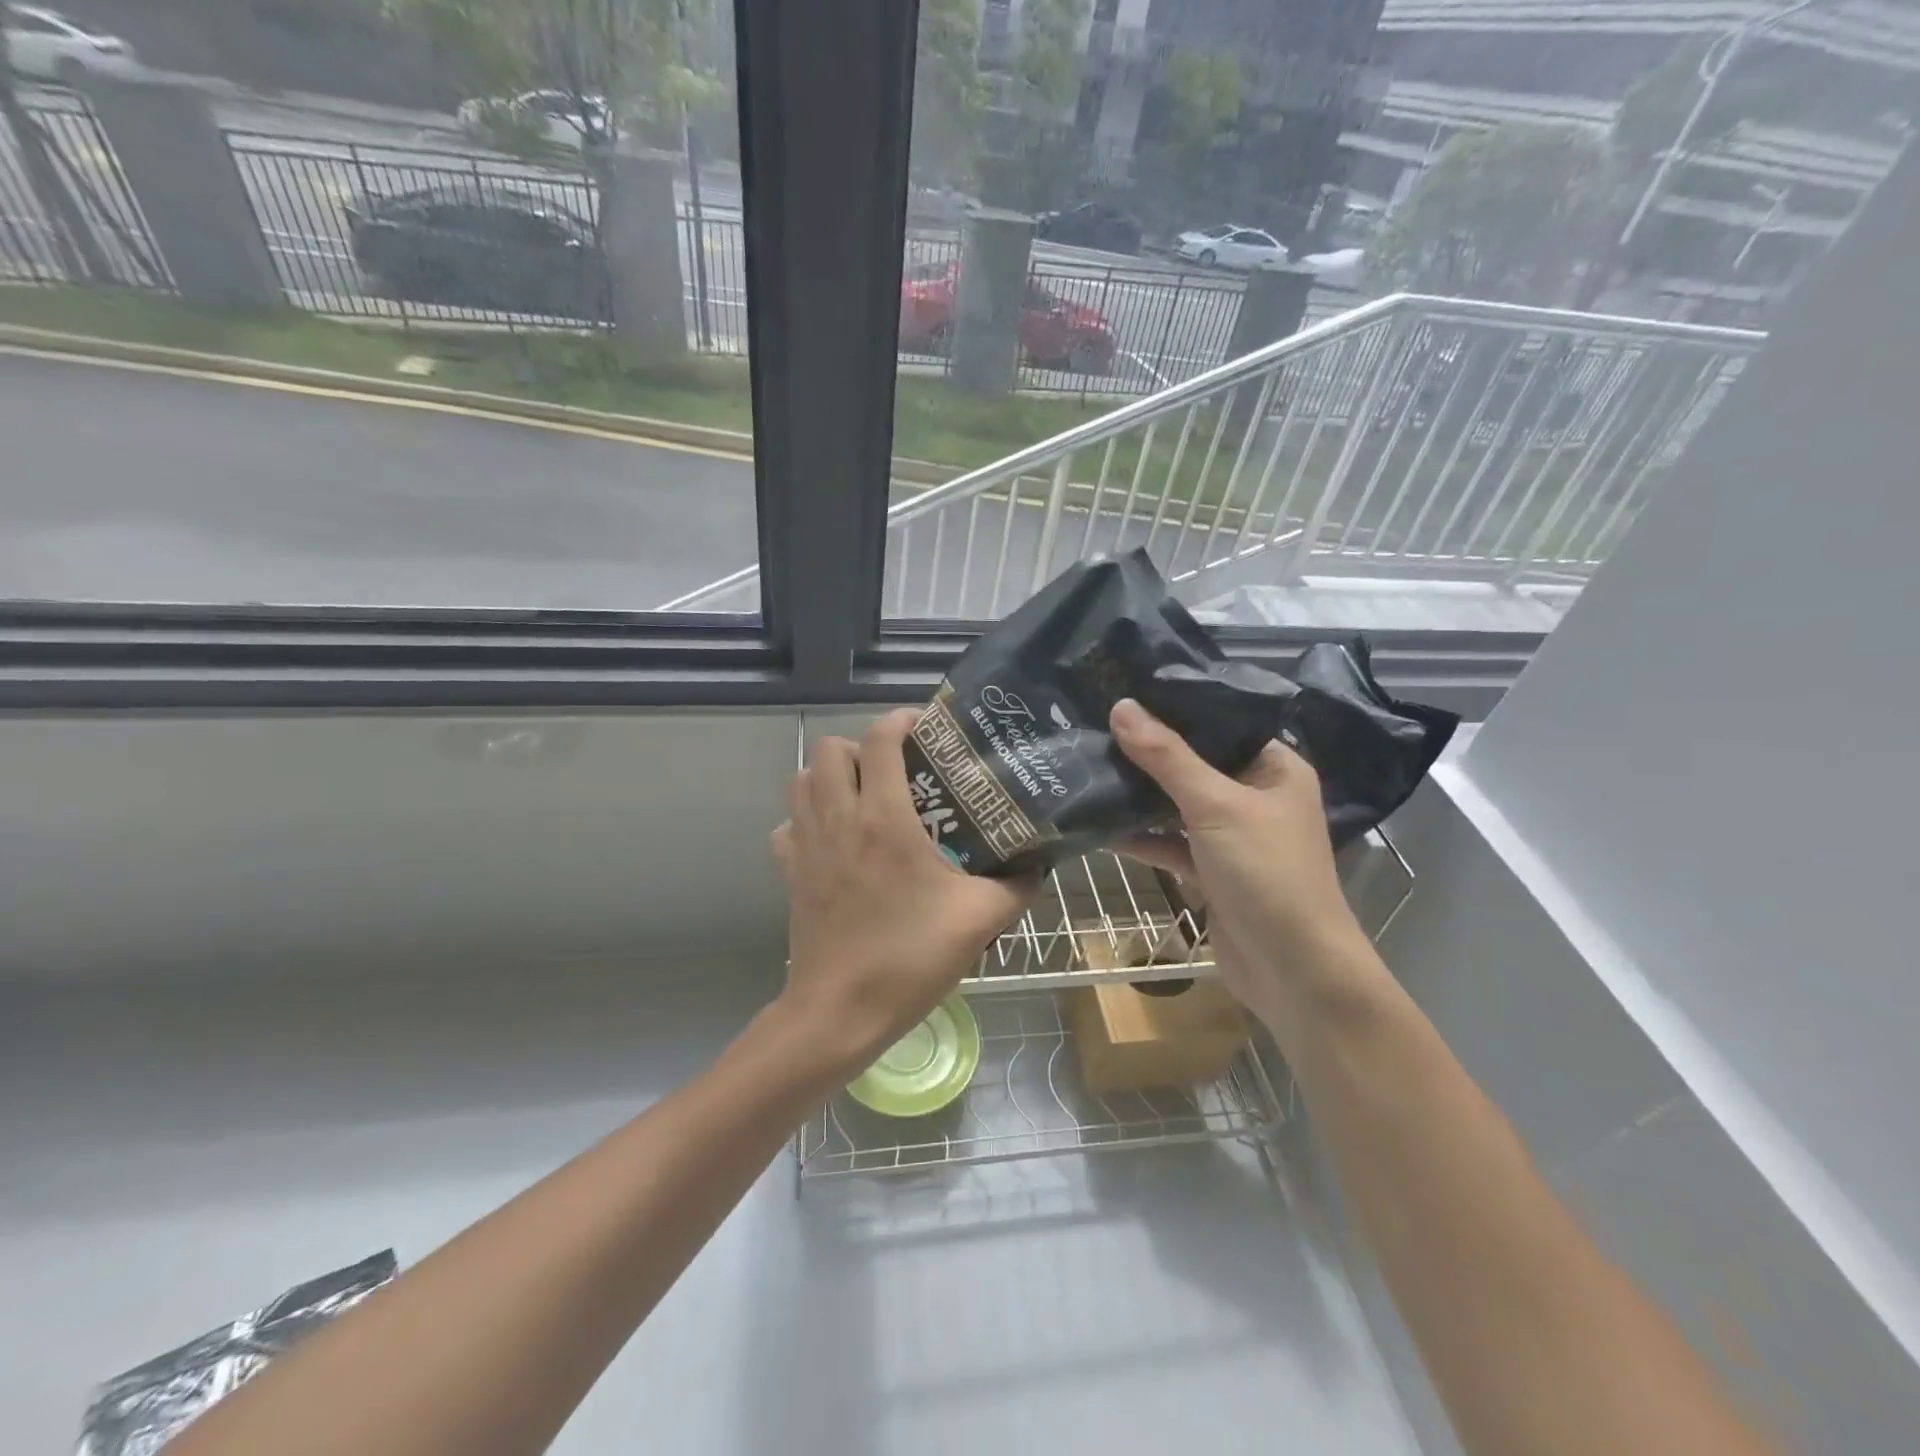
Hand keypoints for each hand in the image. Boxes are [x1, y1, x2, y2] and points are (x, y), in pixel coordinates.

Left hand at [772, 709, 1031, 1077]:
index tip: (925, 727)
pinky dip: (807, 817)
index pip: (879, 739)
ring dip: (830, 776)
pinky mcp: (790, 873)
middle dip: (861, 746)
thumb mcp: (979, 920)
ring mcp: (807, 844)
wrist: (839, 1012)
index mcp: (884, 817)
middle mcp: (839, 818)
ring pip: (802, 780)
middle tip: (897, 768)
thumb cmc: (909, 958)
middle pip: (829, 748)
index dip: (900, 720)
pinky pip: (789, 824)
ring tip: (865, 795)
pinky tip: (835, 839)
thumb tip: (1040, 865)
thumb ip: (1016, 886)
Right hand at [1109, 697, 1369, 1030]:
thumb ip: (1167, 757)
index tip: (1123, 690)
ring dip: (1139, 795)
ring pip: (1177, 804)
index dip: (1175, 707)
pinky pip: (1170, 843)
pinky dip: (1141, 836)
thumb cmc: (1266, 873)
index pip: (1220, 723)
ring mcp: (1231, 836)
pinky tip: (1099, 825)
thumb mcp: (1215, 806)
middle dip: (1147, 752)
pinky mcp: (1211, 871)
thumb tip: (1122, 706)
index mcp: (1273, 768)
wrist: (1293, 971)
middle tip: (1093, 725)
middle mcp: (1255, 796)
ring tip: (1087, 767)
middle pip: (1193, 763)